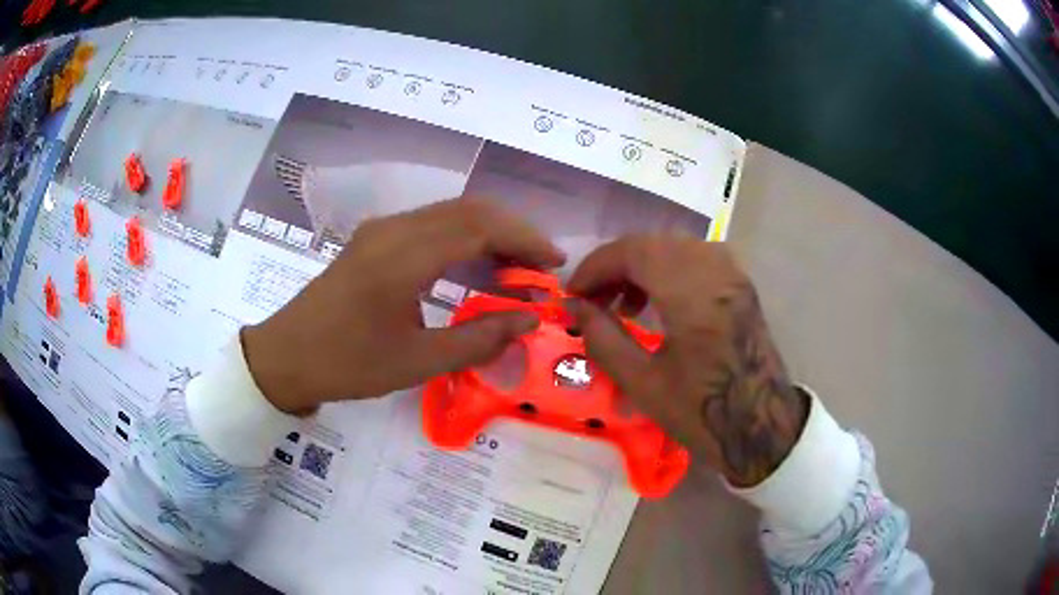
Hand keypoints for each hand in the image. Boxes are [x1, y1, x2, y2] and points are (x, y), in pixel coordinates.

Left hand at [242, 200, 565, 414]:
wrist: (285, 357)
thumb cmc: (347, 364)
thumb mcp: (416, 362)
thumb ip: (479, 339)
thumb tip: (529, 319)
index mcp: (403, 257)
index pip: (480, 227)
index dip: (524, 240)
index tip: (555, 264)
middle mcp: (394, 230)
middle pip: (469, 210)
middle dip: (513, 231)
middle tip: (542, 266)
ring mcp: (381, 231)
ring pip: (450, 213)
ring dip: (490, 232)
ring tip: (518, 266)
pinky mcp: (373, 240)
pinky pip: (430, 225)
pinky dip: (463, 237)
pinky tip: (475, 265)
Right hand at [567, 236, 807, 486]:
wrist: (761, 426)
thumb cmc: (702, 413)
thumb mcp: (643, 384)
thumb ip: (603, 339)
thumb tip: (575, 307)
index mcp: (692, 296)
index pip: (633, 252)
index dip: (595, 267)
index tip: (573, 294)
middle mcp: (716, 272)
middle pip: (653, 243)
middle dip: (616, 265)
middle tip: (594, 301)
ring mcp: (733, 274)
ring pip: (675, 246)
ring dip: (642, 265)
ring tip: (625, 305)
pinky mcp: (741, 284)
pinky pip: (696, 257)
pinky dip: (668, 269)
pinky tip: (658, 301)